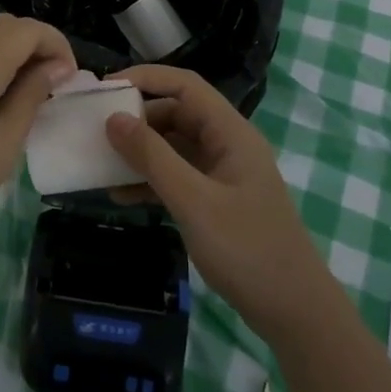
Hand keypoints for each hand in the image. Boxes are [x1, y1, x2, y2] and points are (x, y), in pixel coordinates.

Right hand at [105, 65, 330, 337]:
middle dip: (136, 120)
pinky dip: (150, 182)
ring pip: (173, 147)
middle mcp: (227, 145)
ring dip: (139, 154)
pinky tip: (121, 196)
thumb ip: (153, 157)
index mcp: (231, 133)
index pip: (185, 86)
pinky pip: (177, 177)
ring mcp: (222, 174)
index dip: (145, 79)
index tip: (105, 89)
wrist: (295, 312)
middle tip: (96, 131)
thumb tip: (113, 118)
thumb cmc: (248, 250)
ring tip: (101, 165)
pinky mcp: (216, 202)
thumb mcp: (193, 201)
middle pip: (176, 114)